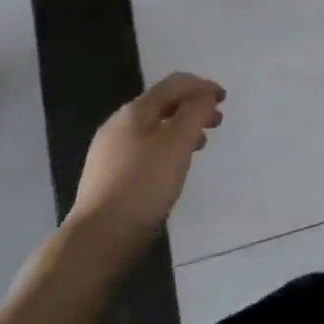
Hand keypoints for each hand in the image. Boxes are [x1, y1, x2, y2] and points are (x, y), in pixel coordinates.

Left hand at [69, 73, 224, 245]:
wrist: (99, 239)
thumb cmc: (144, 185)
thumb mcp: (177, 143)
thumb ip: (195, 112)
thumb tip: (205, 95)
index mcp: (134, 111)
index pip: (173, 84)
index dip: (202, 85)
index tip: (224, 99)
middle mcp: (118, 125)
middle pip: (163, 104)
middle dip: (193, 107)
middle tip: (217, 122)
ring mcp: (109, 151)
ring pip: (154, 128)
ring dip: (181, 128)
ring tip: (200, 145)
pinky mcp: (108, 176)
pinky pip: (144, 148)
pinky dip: (166, 147)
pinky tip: (173, 167)